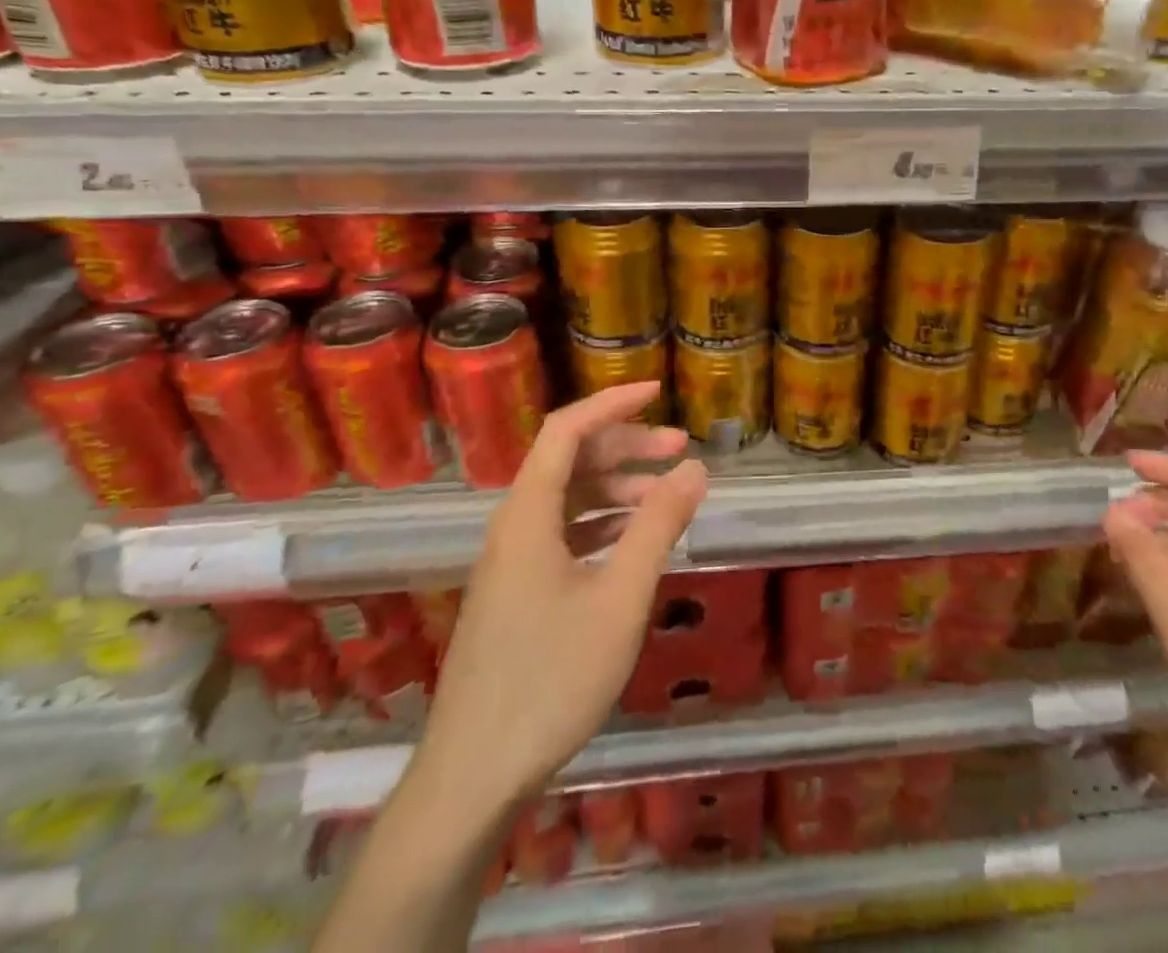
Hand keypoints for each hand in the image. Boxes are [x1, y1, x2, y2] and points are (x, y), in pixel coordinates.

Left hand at [412, 382, 707, 825]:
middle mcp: (513, 526)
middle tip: (680, 448)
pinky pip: (563, 533)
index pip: (567, 430)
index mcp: (528, 515)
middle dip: (626, 446)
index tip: (658, 392)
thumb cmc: (550, 678)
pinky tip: (634, 540)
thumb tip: (694, 468)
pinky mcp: (516, 592)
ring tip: (668, 495)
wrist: (473, 776)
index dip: (611, 403)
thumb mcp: (620, 598)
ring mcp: (512, 562)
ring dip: (618, 486)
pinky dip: (602, 523)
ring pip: (568, 499)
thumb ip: (658, 526)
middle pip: (570, 460)